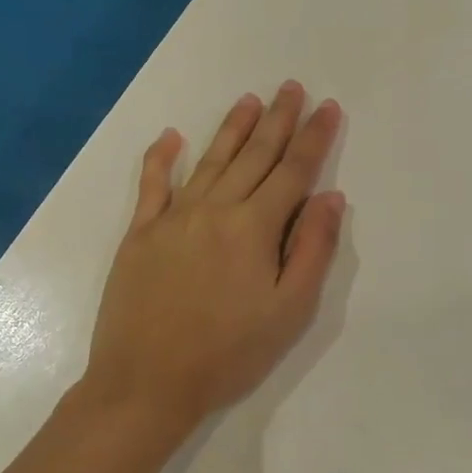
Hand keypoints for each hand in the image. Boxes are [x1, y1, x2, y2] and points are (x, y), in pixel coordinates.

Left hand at [78, 82, 345, 432]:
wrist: (144, 385)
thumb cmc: (228, 353)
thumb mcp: (289, 310)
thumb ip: (312, 248)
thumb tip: (332, 197)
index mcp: (254, 228)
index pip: (294, 171)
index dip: (314, 137)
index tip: (328, 107)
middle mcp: (215, 209)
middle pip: (254, 155)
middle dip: (278, 119)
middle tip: (292, 87)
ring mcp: (173, 218)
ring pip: (211, 160)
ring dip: (232, 127)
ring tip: (250, 99)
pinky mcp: (140, 234)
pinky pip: (152, 185)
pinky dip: (161, 158)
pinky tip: (170, 137)